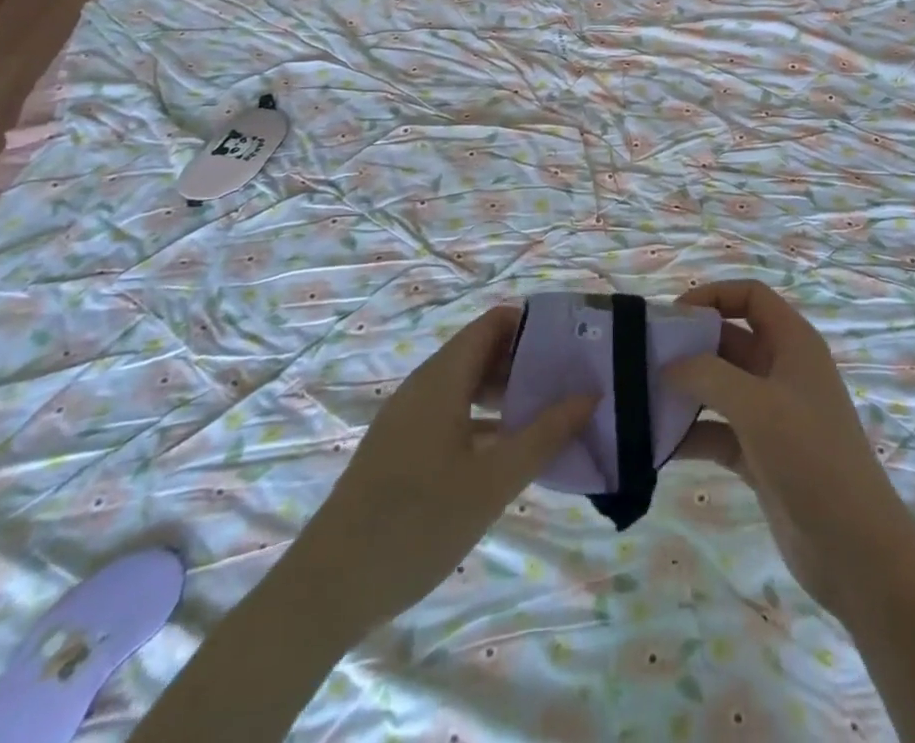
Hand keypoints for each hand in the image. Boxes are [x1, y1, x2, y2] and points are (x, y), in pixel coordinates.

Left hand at [316, 306, 595, 625]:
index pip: (493, 324)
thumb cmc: (416, 524)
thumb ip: (544, 435)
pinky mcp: (400, 448)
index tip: (570, 343)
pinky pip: (451, 413)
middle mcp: (423, 387)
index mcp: (442, 379)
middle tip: (570, 380)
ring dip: (506, 392)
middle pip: (481, 352)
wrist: (326, 591)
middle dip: (526, 360)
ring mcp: (408, 419)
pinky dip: (484, 419)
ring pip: (466, 385)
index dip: (532, 324)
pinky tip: (510, 451)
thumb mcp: (492, 483)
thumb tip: (589, 395)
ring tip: (549, 413)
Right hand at [665, 280, 914, 618]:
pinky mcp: (759, 454)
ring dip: (685, 390)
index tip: (673, 315)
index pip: (750, 296)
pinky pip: (716, 431)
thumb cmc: (811, 457)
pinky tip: (657, 444)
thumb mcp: (757, 405)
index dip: (713, 296)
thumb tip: (669, 366)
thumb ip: (708, 375)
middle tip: (643, 357)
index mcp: (792, 343)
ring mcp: (771, 414)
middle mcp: (781, 370)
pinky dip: (691, 433)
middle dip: (689, 345)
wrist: (854, 548)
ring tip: (640, 397)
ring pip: (719, 386)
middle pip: (728, 339)